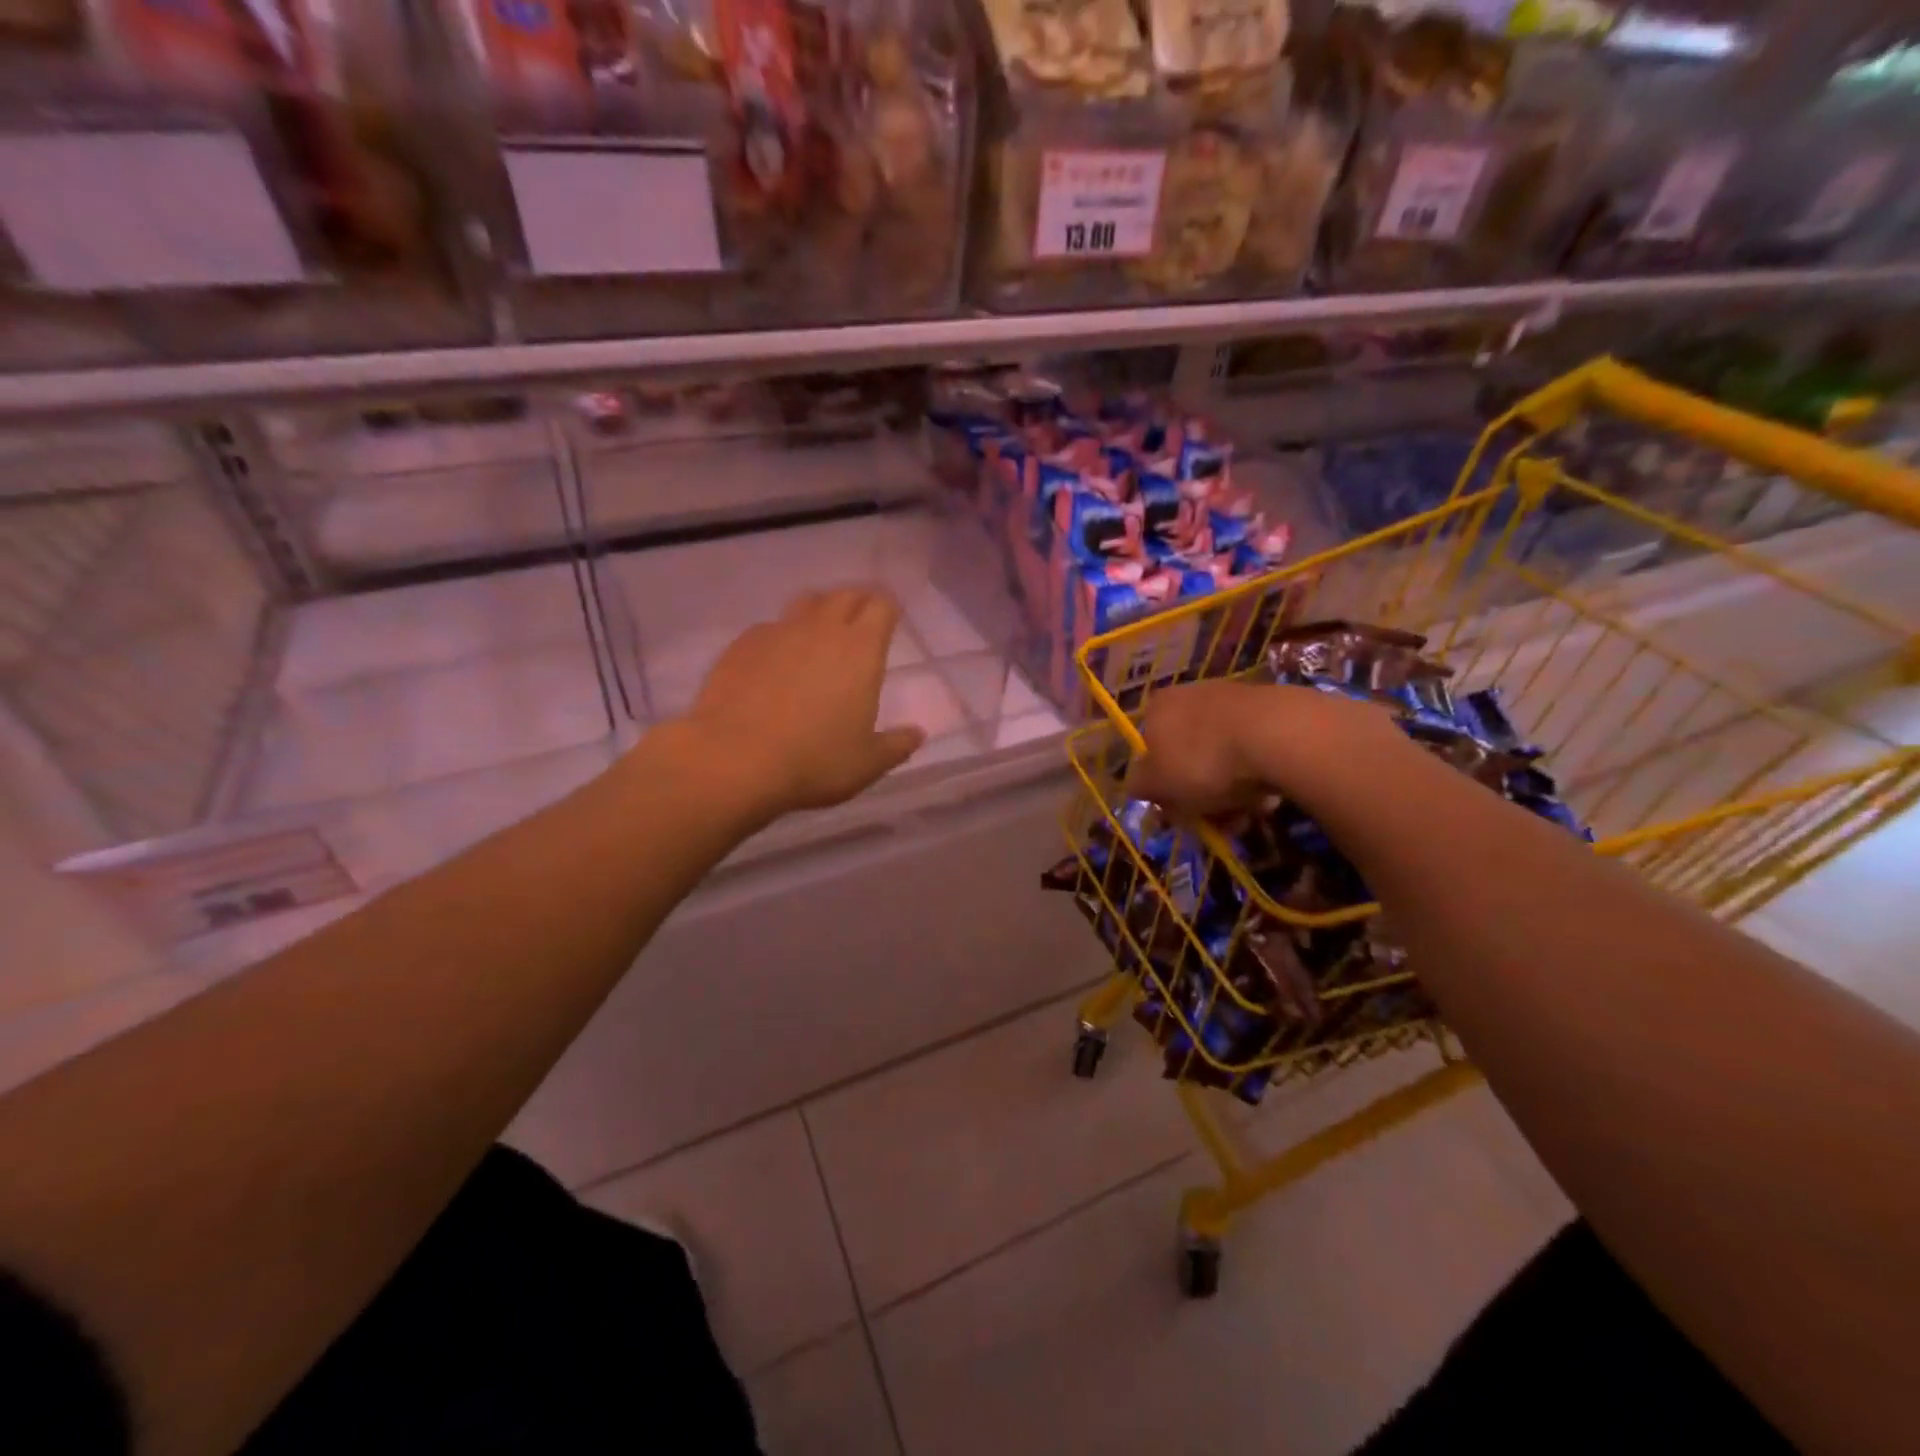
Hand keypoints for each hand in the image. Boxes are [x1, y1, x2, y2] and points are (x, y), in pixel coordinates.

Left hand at [682, 587, 925, 818]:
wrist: (734, 759)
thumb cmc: (814, 761)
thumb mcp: (867, 763)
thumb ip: (896, 745)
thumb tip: (917, 734)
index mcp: (861, 649)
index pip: (881, 606)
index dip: (888, 609)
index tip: (890, 621)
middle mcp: (820, 629)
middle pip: (844, 595)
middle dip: (857, 602)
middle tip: (860, 624)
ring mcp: (777, 632)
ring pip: (805, 604)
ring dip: (818, 612)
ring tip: (819, 636)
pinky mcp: (741, 645)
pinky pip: (769, 628)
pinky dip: (781, 638)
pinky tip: (775, 664)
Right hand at [1128, 680, 1394, 815]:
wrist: (1280, 735)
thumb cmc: (1203, 760)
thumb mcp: (1156, 783)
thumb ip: (1138, 785)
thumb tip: (1138, 784)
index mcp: (1158, 706)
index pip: (1148, 749)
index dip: (1160, 786)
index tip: (1176, 813)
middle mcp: (1192, 695)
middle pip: (1187, 756)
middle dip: (1198, 794)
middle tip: (1213, 822)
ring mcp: (1234, 699)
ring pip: (1223, 758)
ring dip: (1230, 793)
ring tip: (1246, 815)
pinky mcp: (1274, 709)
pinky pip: (1256, 752)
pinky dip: (1258, 777)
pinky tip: (1269, 798)